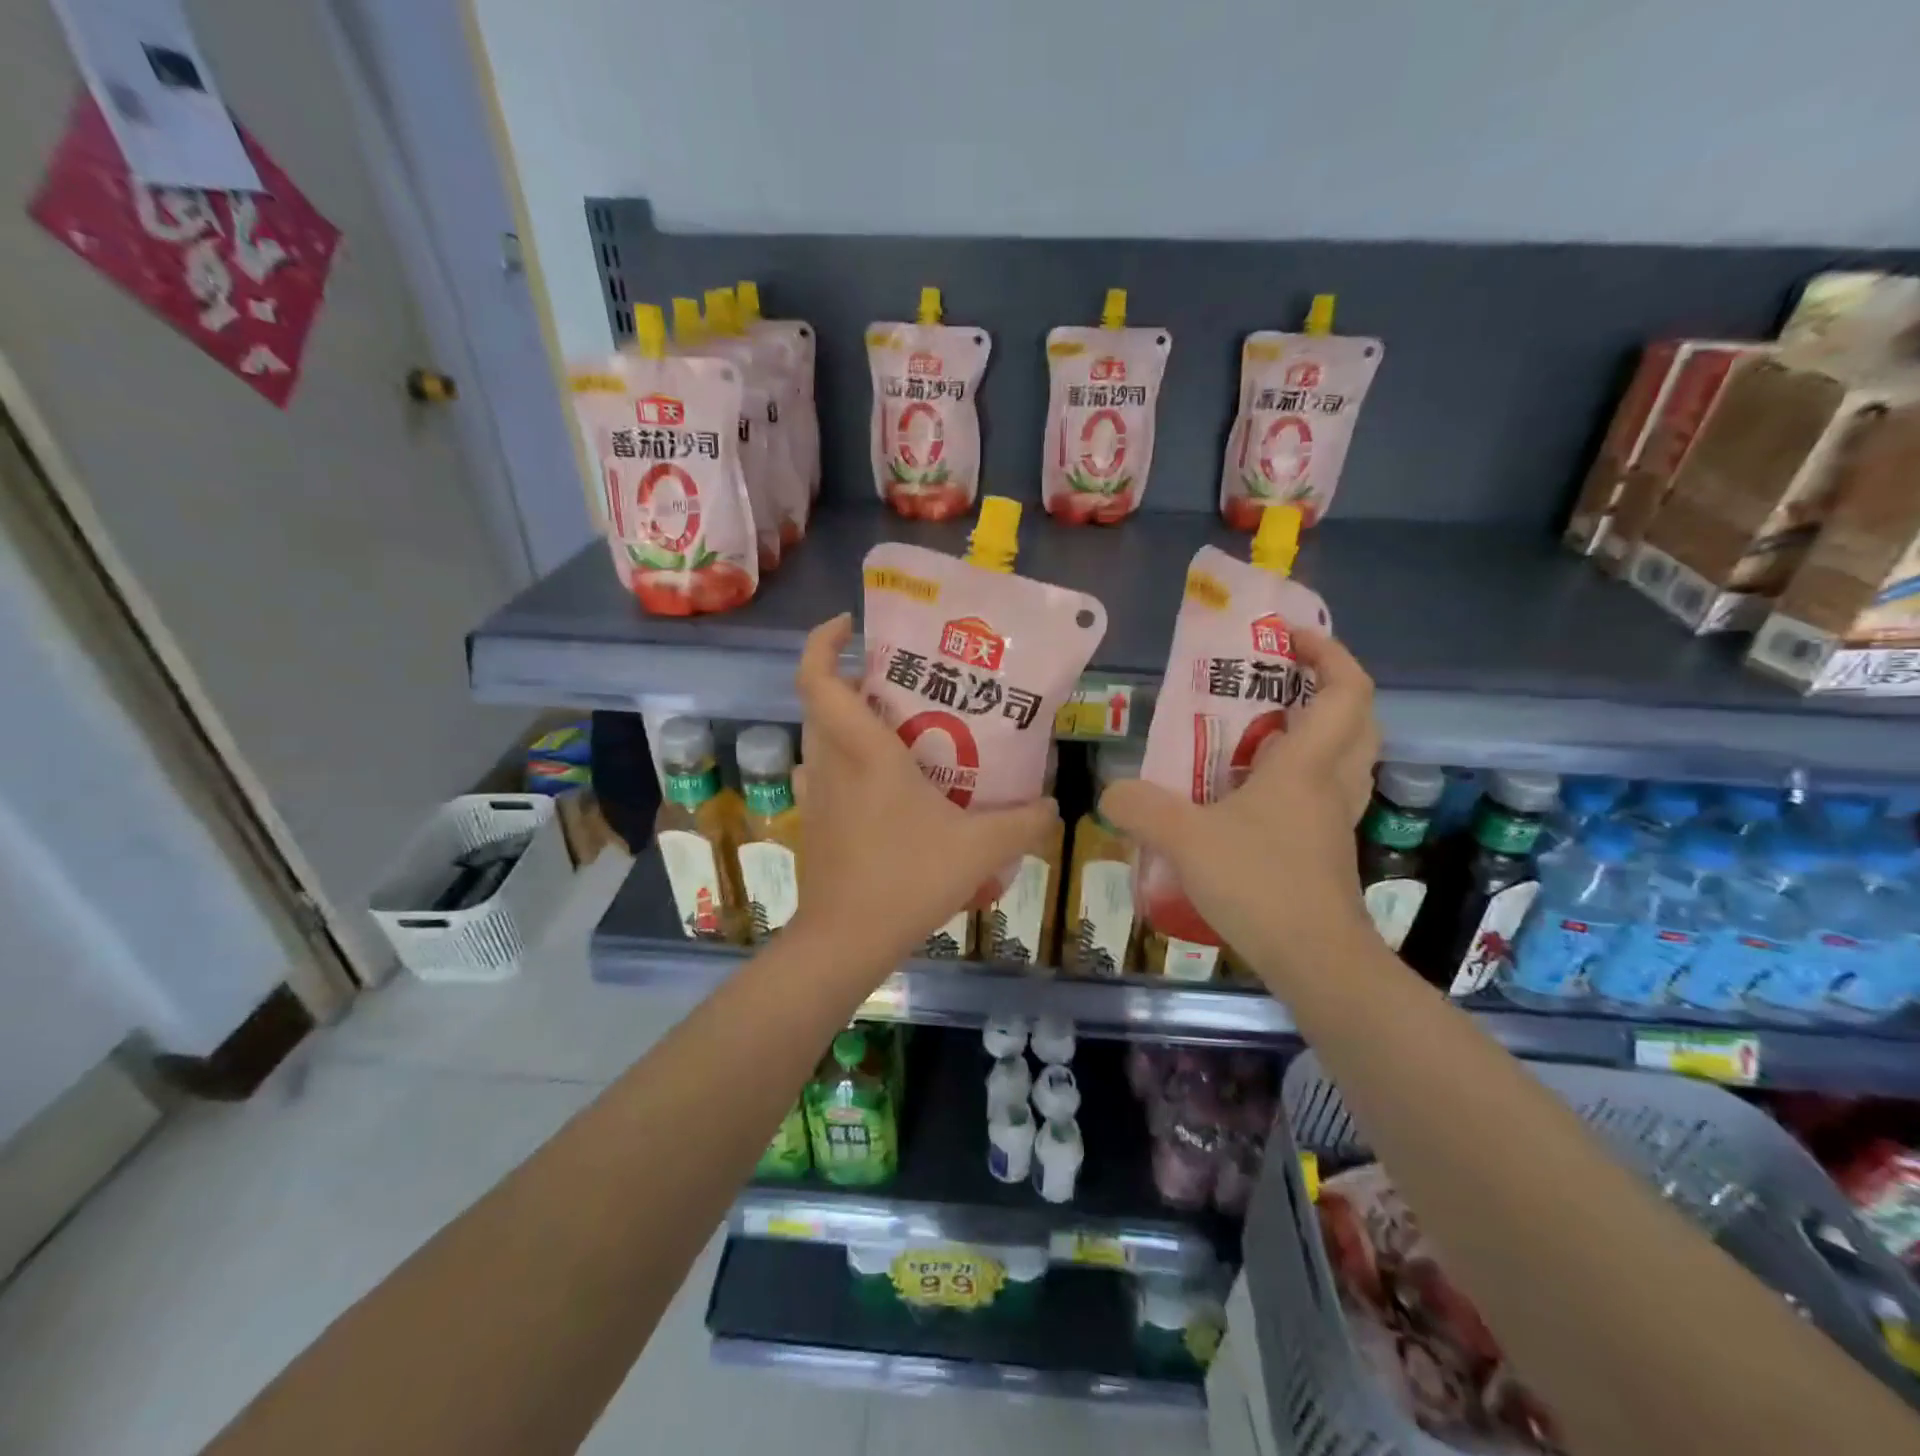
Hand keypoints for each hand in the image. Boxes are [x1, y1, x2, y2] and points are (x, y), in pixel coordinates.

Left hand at [787, 615, 1057, 973]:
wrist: (846, 940)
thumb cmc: (907, 880)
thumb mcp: (980, 849)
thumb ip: (1024, 821)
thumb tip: (1052, 804)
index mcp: (863, 752)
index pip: (820, 678)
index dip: (824, 642)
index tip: (850, 624)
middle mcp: (830, 763)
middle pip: (821, 701)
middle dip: (851, 679)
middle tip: (897, 680)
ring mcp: (814, 794)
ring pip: (820, 738)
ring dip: (846, 721)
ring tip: (895, 728)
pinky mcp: (812, 822)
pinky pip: (821, 773)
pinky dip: (842, 762)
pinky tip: (879, 785)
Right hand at [1099, 628, 1380, 990]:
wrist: (1316, 961)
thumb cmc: (1260, 883)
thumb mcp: (1184, 838)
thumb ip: (1140, 807)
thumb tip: (1110, 793)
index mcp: (1308, 765)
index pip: (1346, 689)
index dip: (1328, 652)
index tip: (1290, 638)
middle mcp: (1332, 785)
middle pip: (1356, 718)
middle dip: (1325, 687)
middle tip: (1277, 682)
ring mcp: (1335, 821)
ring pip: (1344, 758)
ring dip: (1313, 733)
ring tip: (1257, 733)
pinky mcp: (1327, 852)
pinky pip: (1322, 795)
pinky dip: (1296, 779)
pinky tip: (1247, 798)